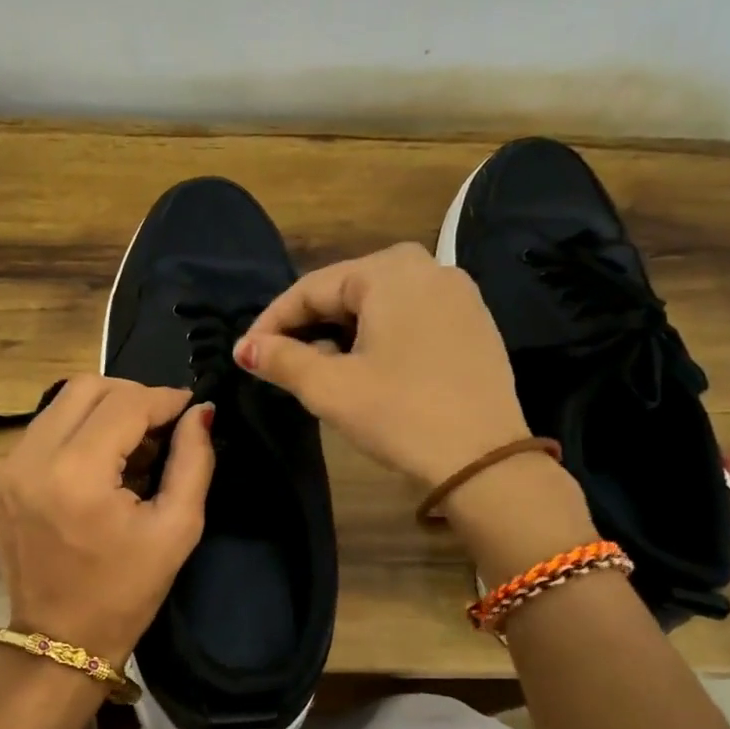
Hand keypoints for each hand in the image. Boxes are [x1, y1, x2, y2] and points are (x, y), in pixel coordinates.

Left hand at [0, 376, 214, 664]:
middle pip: (86, 388)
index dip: (164, 399)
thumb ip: (193, 462)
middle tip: (161, 425)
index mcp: (76, 474)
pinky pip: (43, 430)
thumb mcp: (176, 529)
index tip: (190, 408)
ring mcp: (5, 467)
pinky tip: (100, 462)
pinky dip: (76, 431)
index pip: (125, 404)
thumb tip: (200, 414)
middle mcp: (30, 459)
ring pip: (60, 403)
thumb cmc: (125, 593)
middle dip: (132, 396)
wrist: (58, 641)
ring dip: (103, 411)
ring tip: (133, 445)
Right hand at [234, 243, 527, 488]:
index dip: (271, 322)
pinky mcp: (473, 323)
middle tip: (278, 361)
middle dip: (307, 325)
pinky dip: (378, 337)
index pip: (311, 288)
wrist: (484, 461)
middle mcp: (427, 267)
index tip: (246, 354)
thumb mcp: (330, 387)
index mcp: (389, 271)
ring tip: (317, 368)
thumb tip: (244, 348)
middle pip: (346, 290)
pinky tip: (365, 367)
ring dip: (340, 332)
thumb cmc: (399, 415)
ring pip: (378, 304)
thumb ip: (281, 359)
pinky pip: (409, 317)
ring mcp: (457, 294)